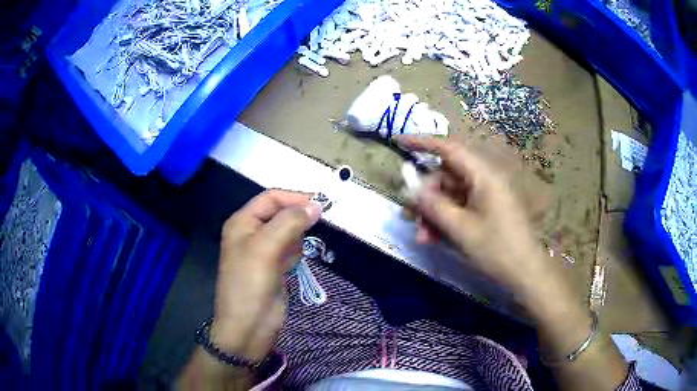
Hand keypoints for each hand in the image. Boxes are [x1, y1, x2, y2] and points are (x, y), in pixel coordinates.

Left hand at [211, 190, 321, 361]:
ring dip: (296, 240)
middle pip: (281, 214)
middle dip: (297, 220)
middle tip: (313, 229)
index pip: (271, 198)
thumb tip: (316, 205)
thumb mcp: (266, 248)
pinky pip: (291, 250)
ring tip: (291, 258)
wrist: (249, 327)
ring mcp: (264, 251)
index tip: (322, 204)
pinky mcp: (275, 267)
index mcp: (243, 222)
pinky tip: (290, 267)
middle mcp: (252, 232)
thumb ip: (289, 222)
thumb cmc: (250, 284)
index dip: (295, 197)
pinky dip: (295, 255)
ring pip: (289, 232)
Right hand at [396, 135, 552, 295]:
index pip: (449, 149)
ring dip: (434, 213)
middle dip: (426, 196)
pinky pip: (460, 207)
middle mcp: (485, 179)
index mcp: (483, 175)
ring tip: (423, 237)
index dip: (422, 142)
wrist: (526, 272)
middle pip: (446, 176)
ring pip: (451, 194)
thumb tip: (411, 188)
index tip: (398, 142)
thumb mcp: (461, 229)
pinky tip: (434, 239)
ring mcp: (487, 195)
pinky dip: (446, 220)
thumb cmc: (497, 249)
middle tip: (410, 216)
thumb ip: (434, 206)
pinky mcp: (487, 209)